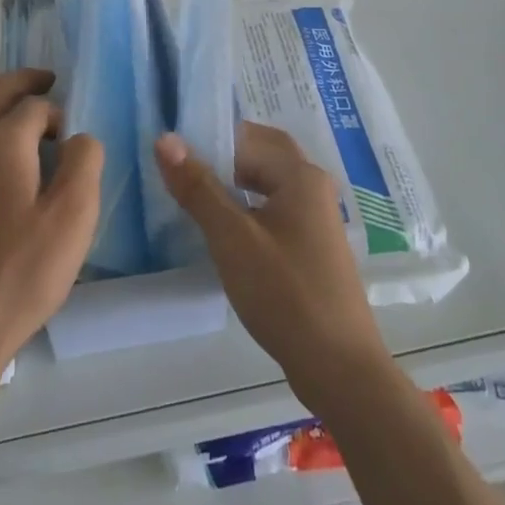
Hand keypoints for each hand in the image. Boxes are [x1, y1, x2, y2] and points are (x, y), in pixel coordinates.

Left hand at [0, 69, 101, 383]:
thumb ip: (85, 162)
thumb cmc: (22, 272)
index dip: (57, 112)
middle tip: (47, 79)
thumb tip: (78, 136)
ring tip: (17, 106)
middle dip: (22, 82)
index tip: (71, 138)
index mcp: (1, 141)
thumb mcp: (74, 217)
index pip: (34, 105)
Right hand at [156, 122, 392, 410]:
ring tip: (193, 200)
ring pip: (267, 187)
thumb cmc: (285, 293)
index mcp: (300, 175)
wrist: (339, 368)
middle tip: (181, 172)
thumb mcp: (232, 238)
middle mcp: (313, 189)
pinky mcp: (312, 249)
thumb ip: (198, 187)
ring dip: (233, 187)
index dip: (212, 137)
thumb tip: (166, 139)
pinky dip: (247, 213)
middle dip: (222, 160)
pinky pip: (274, 214)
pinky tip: (223, 235)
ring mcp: (316, 221)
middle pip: (262, 157)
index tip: (174, 151)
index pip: (250, 136)